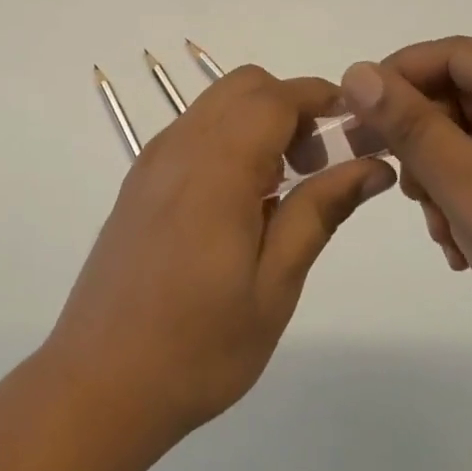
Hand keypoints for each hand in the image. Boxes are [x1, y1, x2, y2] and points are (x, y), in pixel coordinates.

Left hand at [44, 66, 395, 445]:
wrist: (99, 383)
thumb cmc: (198, 345)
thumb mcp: (274, 284)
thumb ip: (320, 211)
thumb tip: (373, 166)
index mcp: (217, 166)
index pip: (276, 97)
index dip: (322, 98)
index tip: (359, 128)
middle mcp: (180, 146)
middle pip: (245, 86)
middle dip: (292, 106)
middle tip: (319, 166)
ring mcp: (154, 161)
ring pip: (217, 105)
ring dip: (260, 122)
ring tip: (284, 189)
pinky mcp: (140, 181)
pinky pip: (194, 132)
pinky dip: (230, 140)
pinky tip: (242, 203)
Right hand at [340, 38, 471, 379]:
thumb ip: (410, 125)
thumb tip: (355, 72)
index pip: (451, 55)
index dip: (395, 81)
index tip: (355, 122)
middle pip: (458, 94)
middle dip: (423, 144)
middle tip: (402, 190)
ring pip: (468, 131)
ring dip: (441, 176)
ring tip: (441, 229)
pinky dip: (466, 191)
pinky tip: (461, 238)